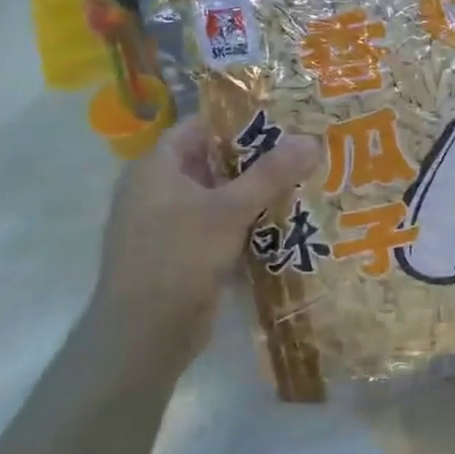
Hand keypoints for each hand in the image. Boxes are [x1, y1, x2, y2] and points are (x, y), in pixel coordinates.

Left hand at [91, 115, 319, 367]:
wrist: (143, 335)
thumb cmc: (178, 257)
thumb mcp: (229, 210)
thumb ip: (271, 174)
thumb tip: (312, 140)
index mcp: (157, 167)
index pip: (200, 126)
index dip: (239, 119)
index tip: (284, 118)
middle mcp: (157, 190)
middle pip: (213, 161)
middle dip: (256, 157)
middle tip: (303, 149)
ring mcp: (166, 225)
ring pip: (218, 197)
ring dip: (254, 193)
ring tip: (303, 182)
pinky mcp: (180, 255)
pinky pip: (218, 227)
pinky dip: (245, 223)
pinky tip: (283, 223)